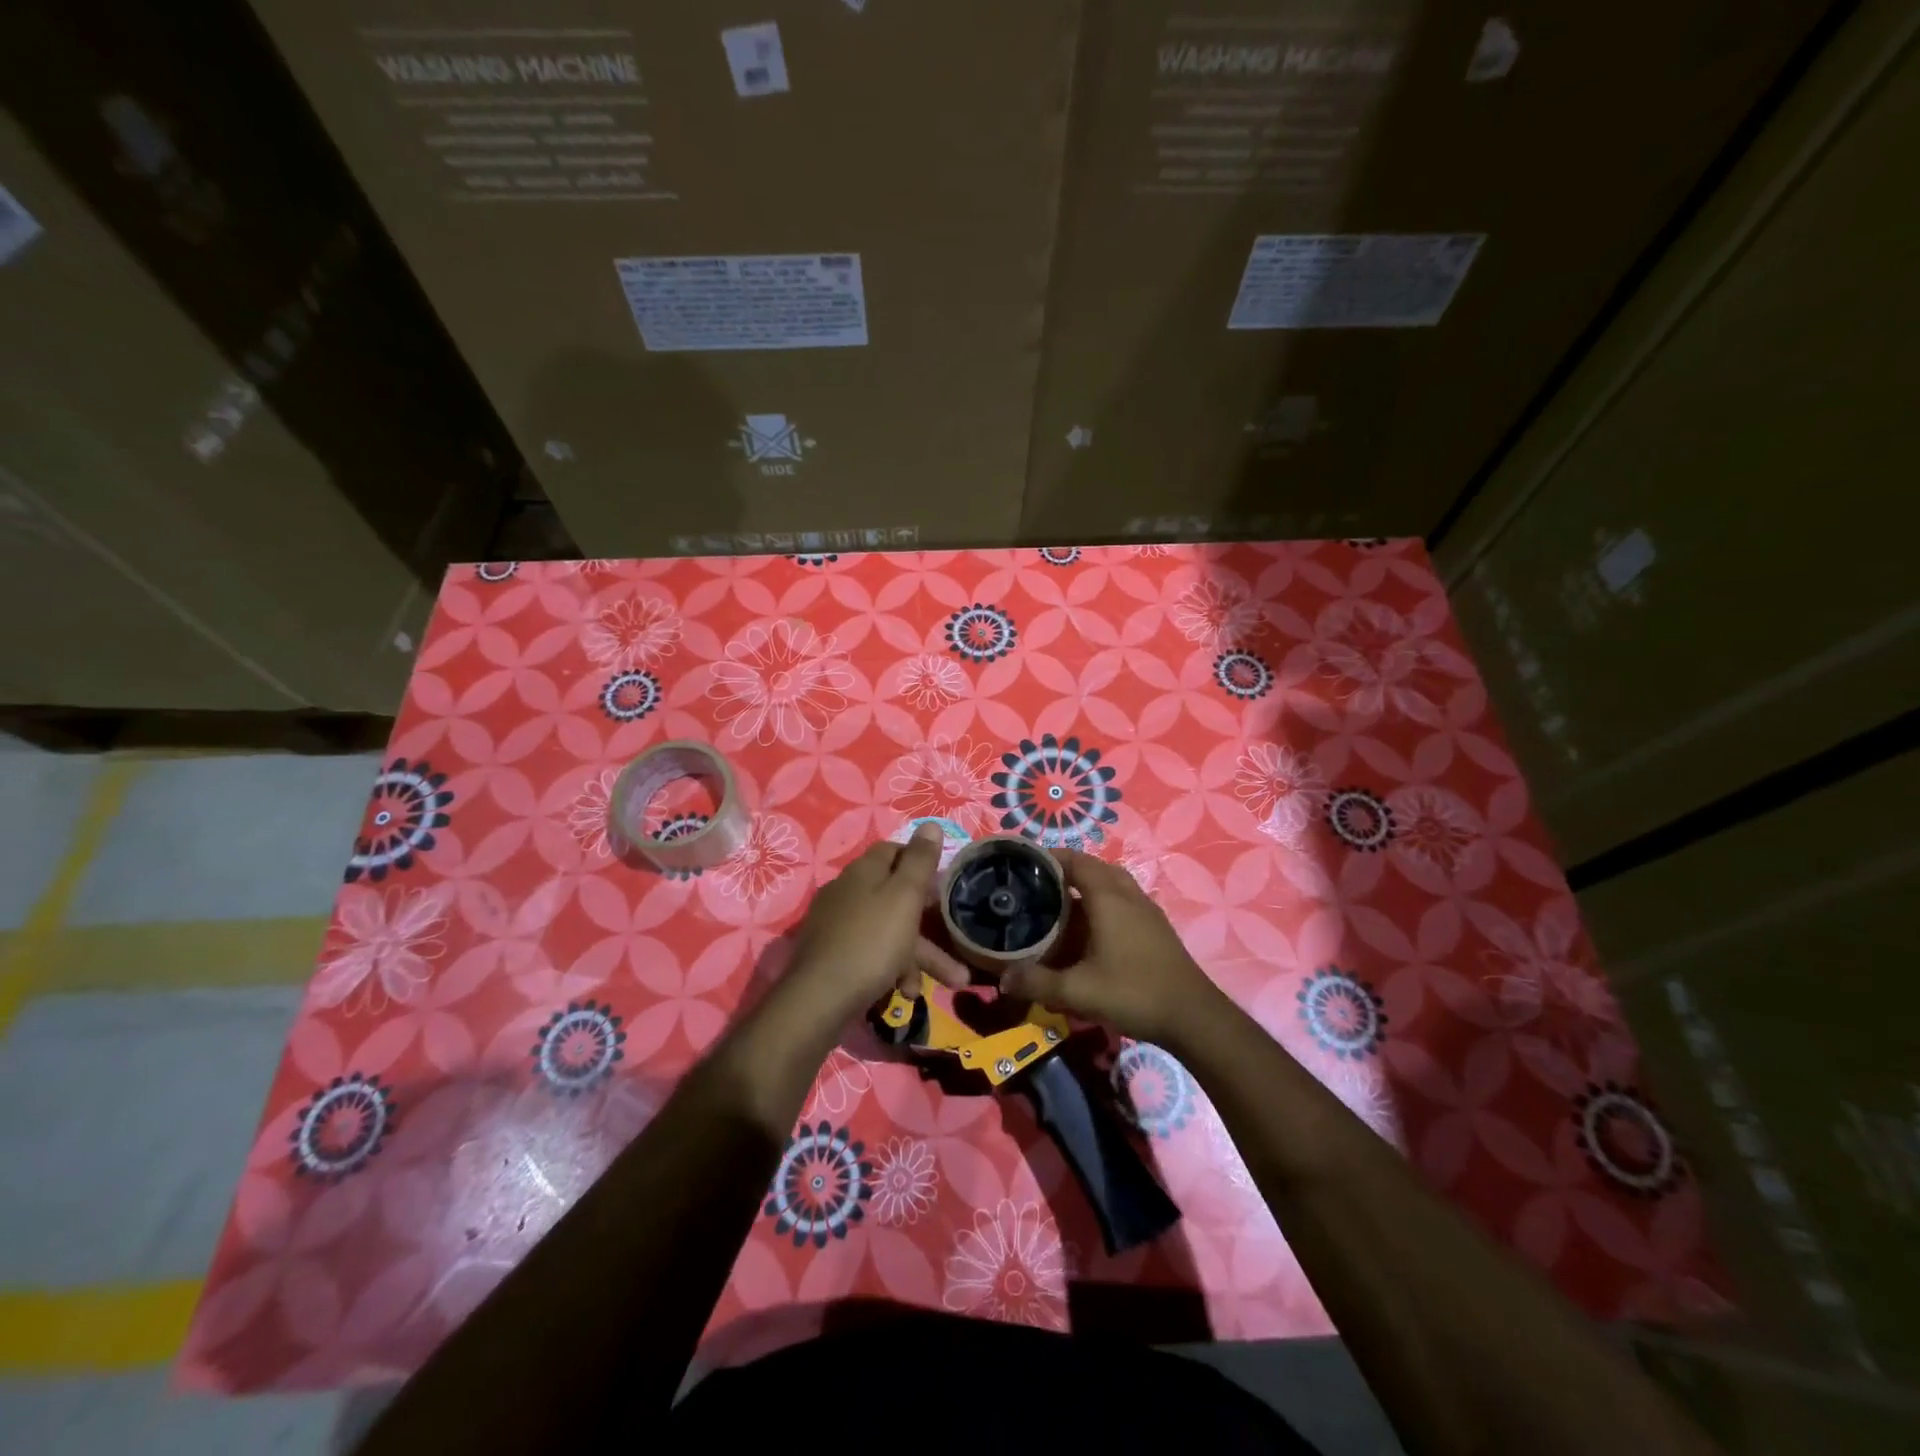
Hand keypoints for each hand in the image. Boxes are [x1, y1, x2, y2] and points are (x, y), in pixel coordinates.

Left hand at [785, 823, 970, 1018]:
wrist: (820, 998)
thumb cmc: (871, 942)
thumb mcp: (904, 897)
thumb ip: (920, 861)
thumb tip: (930, 823)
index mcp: (864, 871)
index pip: (894, 850)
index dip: (920, 861)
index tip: (943, 882)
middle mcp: (847, 891)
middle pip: (894, 896)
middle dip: (929, 921)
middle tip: (956, 939)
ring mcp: (836, 924)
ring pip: (887, 930)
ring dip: (918, 955)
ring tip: (951, 982)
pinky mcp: (832, 954)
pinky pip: (870, 953)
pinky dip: (892, 969)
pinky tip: (905, 992)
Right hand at [1001, 849, 1225, 1045]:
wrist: (1193, 1017)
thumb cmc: (1134, 992)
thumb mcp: (1077, 992)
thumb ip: (1037, 982)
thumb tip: (1003, 978)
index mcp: (1108, 898)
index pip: (1076, 861)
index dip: (1050, 857)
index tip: (1024, 862)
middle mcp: (1128, 895)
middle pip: (1095, 867)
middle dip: (1067, 869)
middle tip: (1039, 883)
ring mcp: (1147, 910)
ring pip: (1113, 883)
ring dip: (1088, 884)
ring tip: (1061, 902)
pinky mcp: (1156, 928)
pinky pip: (1124, 900)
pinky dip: (1104, 902)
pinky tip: (1091, 928)